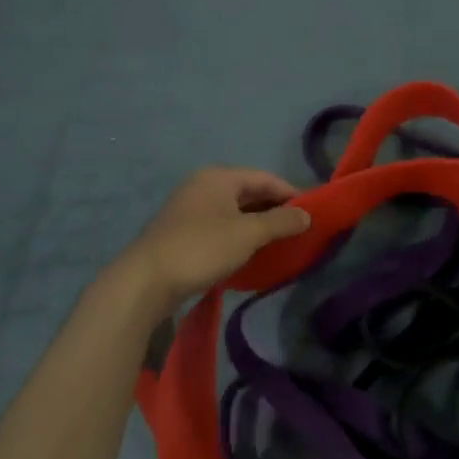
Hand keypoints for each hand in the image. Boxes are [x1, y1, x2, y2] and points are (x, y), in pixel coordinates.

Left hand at [121, 168, 312, 307]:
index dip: (291, 193)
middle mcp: (203, 185)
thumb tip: (307, 215)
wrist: (145, 281)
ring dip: (258, 224)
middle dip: (275, 209)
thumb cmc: (201, 248)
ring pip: (234, 211)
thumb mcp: (248, 234)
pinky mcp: (182, 231)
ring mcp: (190, 208)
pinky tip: (250, 253)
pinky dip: (239, 235)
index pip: (266, 178)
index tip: (313, 213)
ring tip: (280, 243)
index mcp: (219, 177)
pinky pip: (221, 226)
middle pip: (249, 192)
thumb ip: (281, 222)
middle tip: (299, 230)